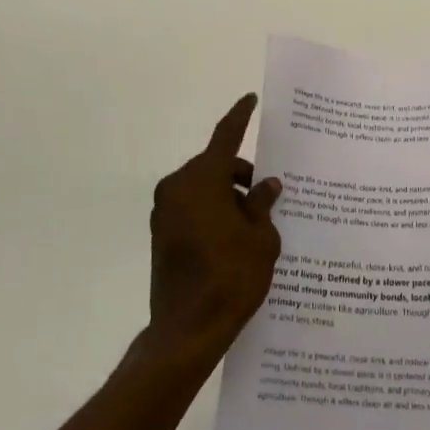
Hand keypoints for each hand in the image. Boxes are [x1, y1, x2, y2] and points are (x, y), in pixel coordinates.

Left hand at [142, 94, 282, 370]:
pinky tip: (235, 235)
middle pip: (215, 166)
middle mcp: (178, 187)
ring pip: (203, 187)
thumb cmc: (231, 277)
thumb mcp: (261, 238)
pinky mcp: (161, 234)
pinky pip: (192, 207)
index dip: (240, 116)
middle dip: (241, 174)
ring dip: (227, 195)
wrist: (187, 330)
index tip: (250, 99)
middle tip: (268, 193)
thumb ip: (263, 204)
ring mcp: (165, 211)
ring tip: (255, 221)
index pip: (226, 137)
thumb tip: (267, 185)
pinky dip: (213, 210)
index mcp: (203, 180)